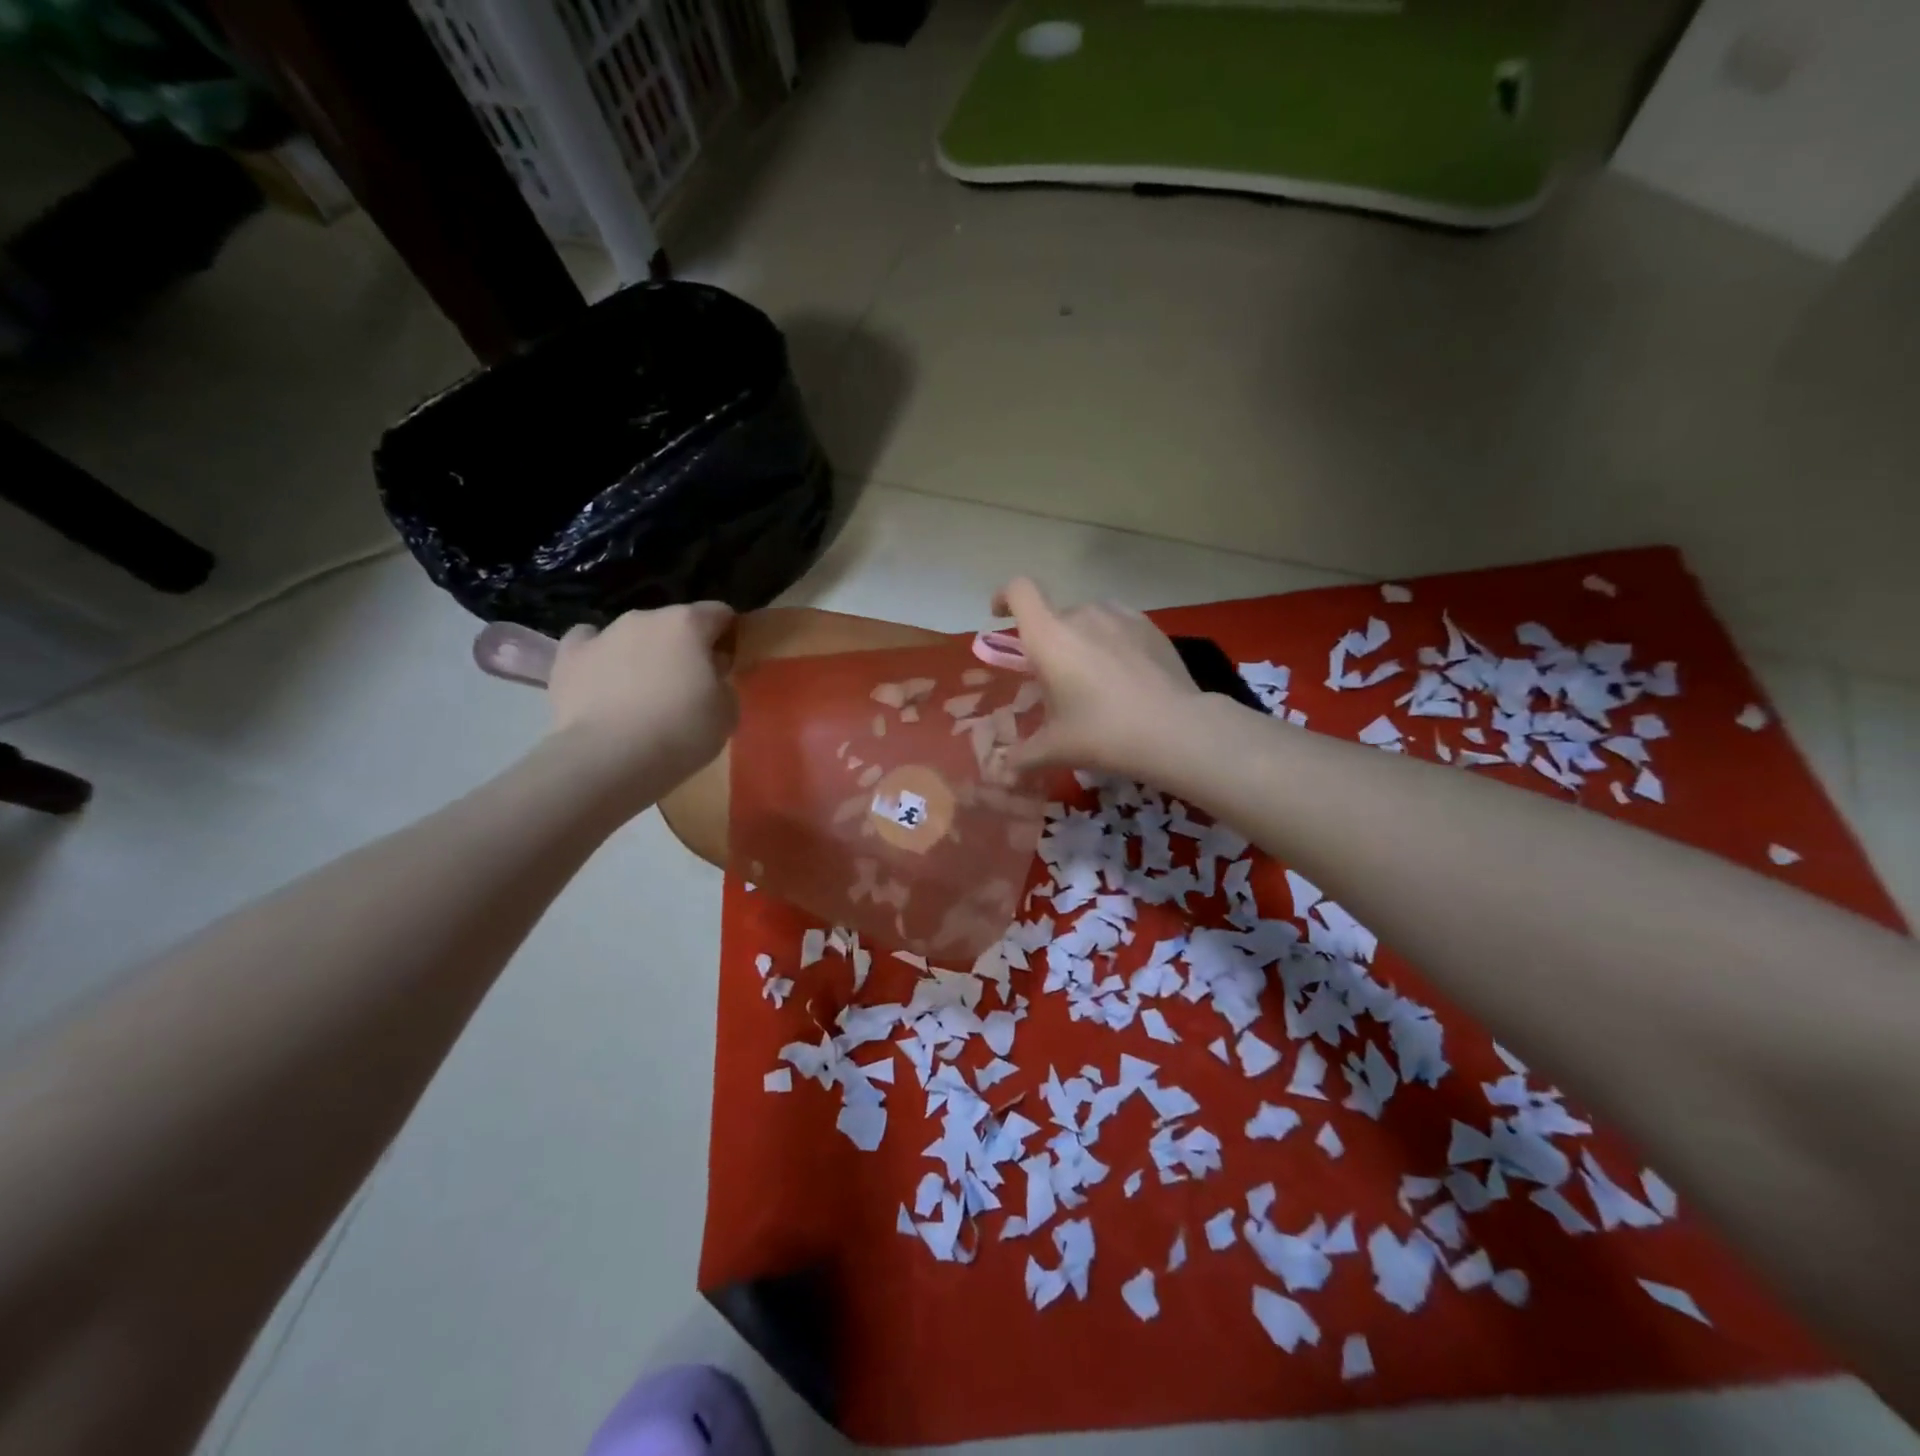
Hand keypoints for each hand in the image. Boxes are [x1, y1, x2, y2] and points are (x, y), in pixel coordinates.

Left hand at [546, 603, 738, 798]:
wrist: (609, 758)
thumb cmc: (681, 731)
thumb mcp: (727, 711)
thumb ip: (723, 682)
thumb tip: (709, 674)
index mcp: (688, 623)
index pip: (719, 613)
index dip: (728, 636)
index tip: (728, 664)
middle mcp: (645, 618)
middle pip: (674, 623)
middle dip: (684, 647)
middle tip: (688, 685)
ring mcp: (603, 634)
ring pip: (632, 634)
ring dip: (643, 653)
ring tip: (643, 692)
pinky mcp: (568, 657)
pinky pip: (588, 644)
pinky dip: (599, 657)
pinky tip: (603, 679)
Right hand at [993, 578, 1200, 777]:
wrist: (1175, 729)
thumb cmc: (1103, 733)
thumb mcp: (1055, 749)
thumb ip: (1022, 756)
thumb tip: (1003, 770)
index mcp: (1049, 636)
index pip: (1019, 591)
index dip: (1004, 597)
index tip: (1000, 616)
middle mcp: (1081, 615)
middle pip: (1053, 615)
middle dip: (1047, 640)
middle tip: (1054, 679)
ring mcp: (1120, 616)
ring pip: (1088, 619)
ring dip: (1080, 639)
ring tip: (1092, 676)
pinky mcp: (1150, 626)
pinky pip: (1118, 625)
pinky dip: (1111, 641)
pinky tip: (1123, 674)